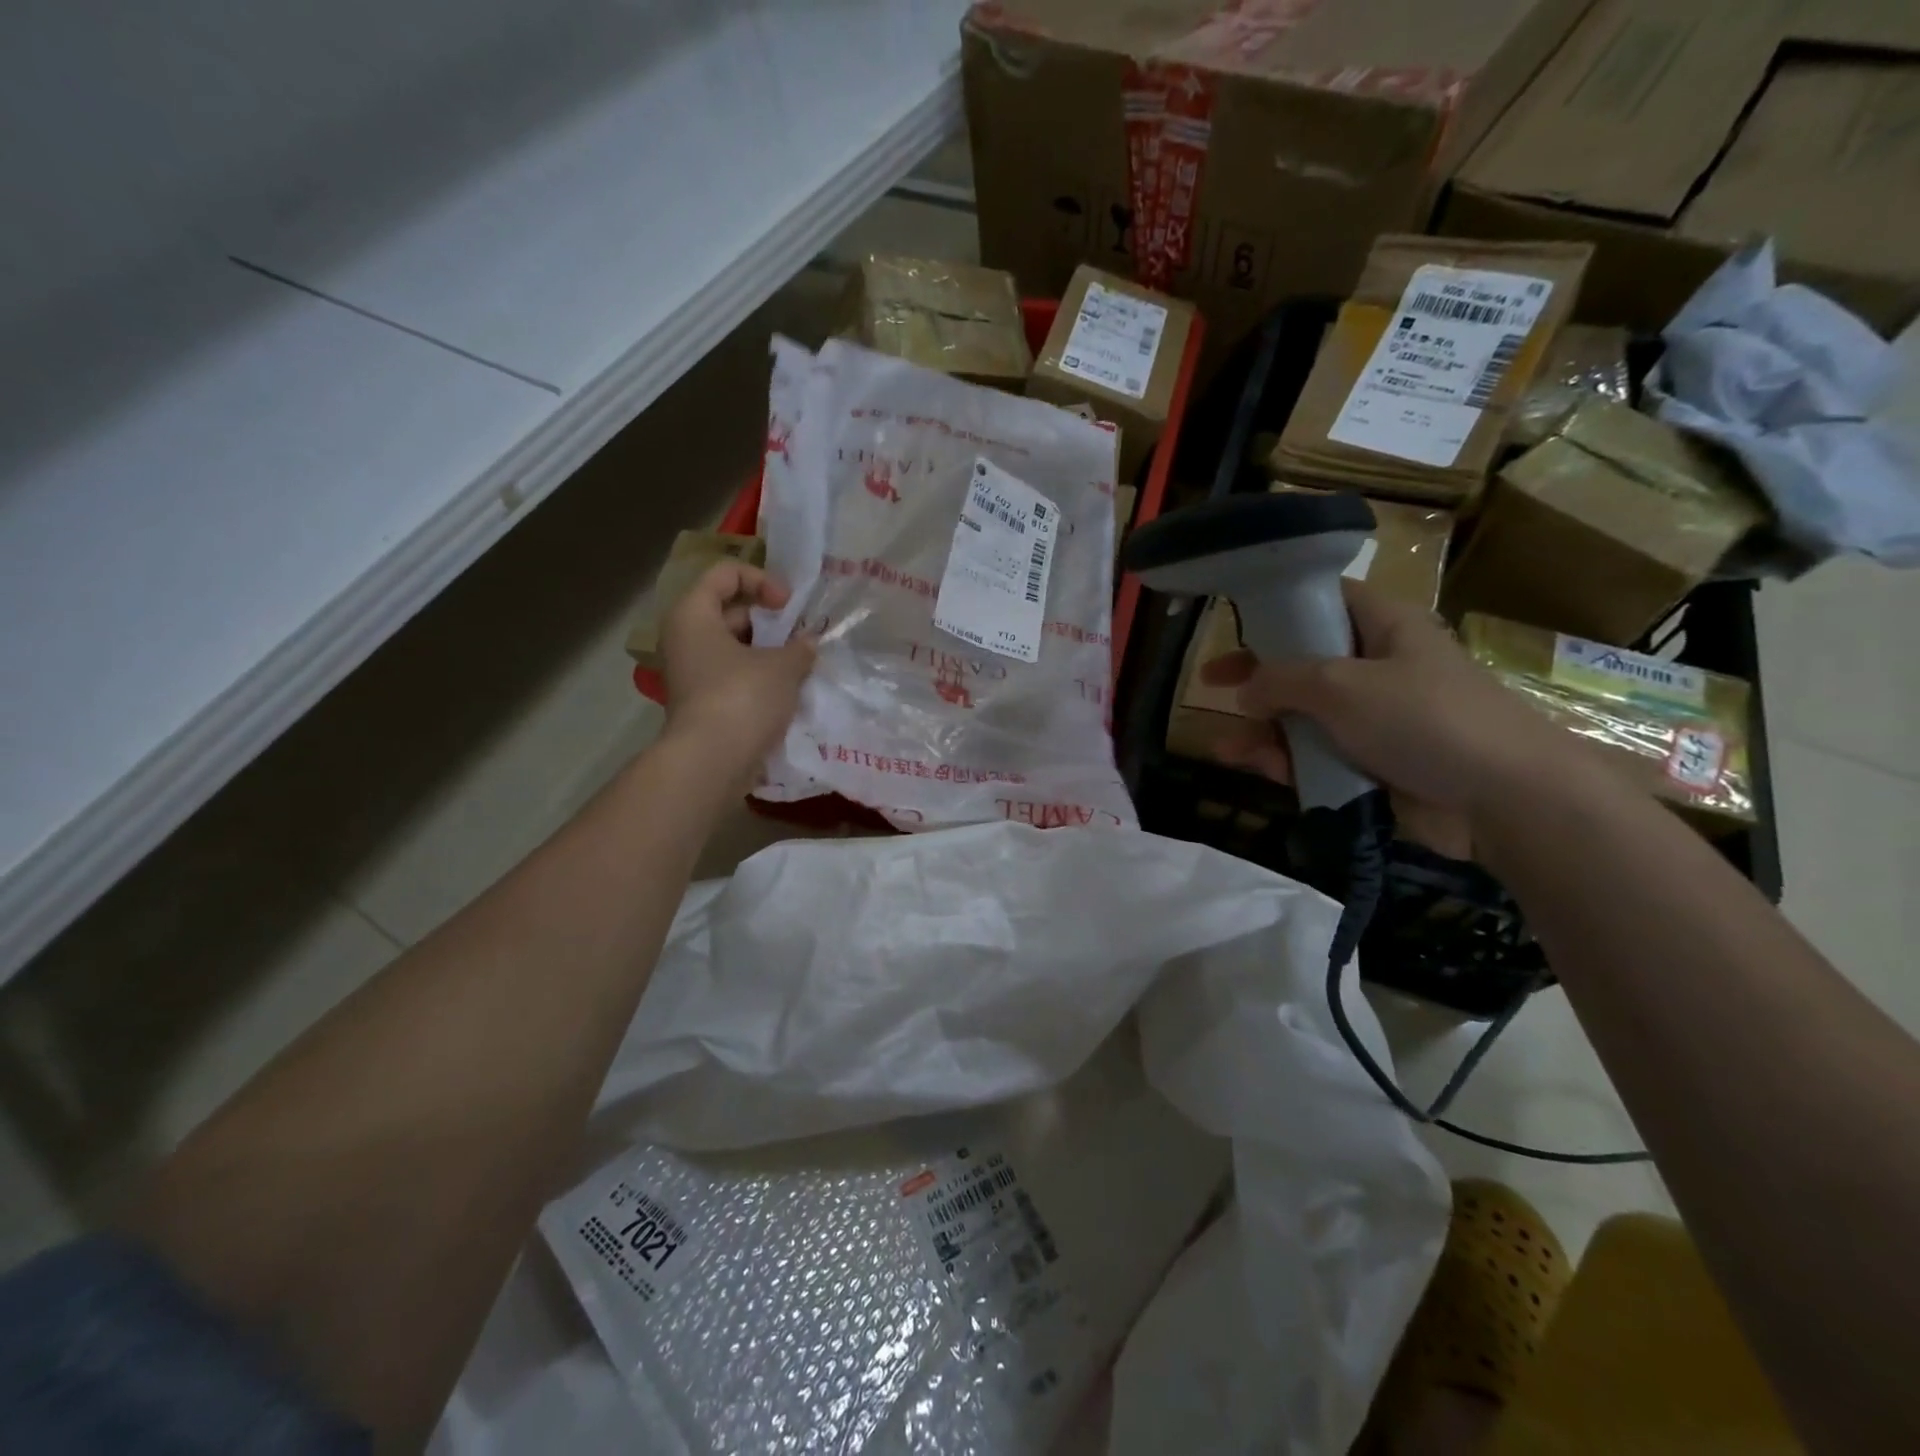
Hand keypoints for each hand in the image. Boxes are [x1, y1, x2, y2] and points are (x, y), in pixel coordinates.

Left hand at [660, 562, 814, 779]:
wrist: (711, 761)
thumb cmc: (742, 698)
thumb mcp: (782, 666)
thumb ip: (800, 647)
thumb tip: (808, 644)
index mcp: (694, 614)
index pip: (726, 574)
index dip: (762, 581)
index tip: (789, 606)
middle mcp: (685, 638)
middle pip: (730, 611)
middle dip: (771, 622)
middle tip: (802, 638)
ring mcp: (692, 673)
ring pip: (735, 648)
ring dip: (769, 653)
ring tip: (801, 666)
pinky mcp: (703, 702)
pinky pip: (734, 677)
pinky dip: (759, 678)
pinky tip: (788, 692)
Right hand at [1199, 581, 1579, 828]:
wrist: (1503, 798)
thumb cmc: (1424, 719)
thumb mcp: (1341, 686)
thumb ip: (1281, 680)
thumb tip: (1245, 690)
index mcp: (1383, 627)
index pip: (1324, 600)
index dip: (1277, 608)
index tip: (1234, 623)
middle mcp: (1377, 666)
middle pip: (1303, 661)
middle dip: (1256, 677)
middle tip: (1209, 685)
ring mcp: (1376, 717)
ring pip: (1304, 714)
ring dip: (1264, 730)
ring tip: (1227, 749)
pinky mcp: (1374, 761)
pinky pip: (1319, 753)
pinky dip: (1289, 760)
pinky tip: (1261, 770)